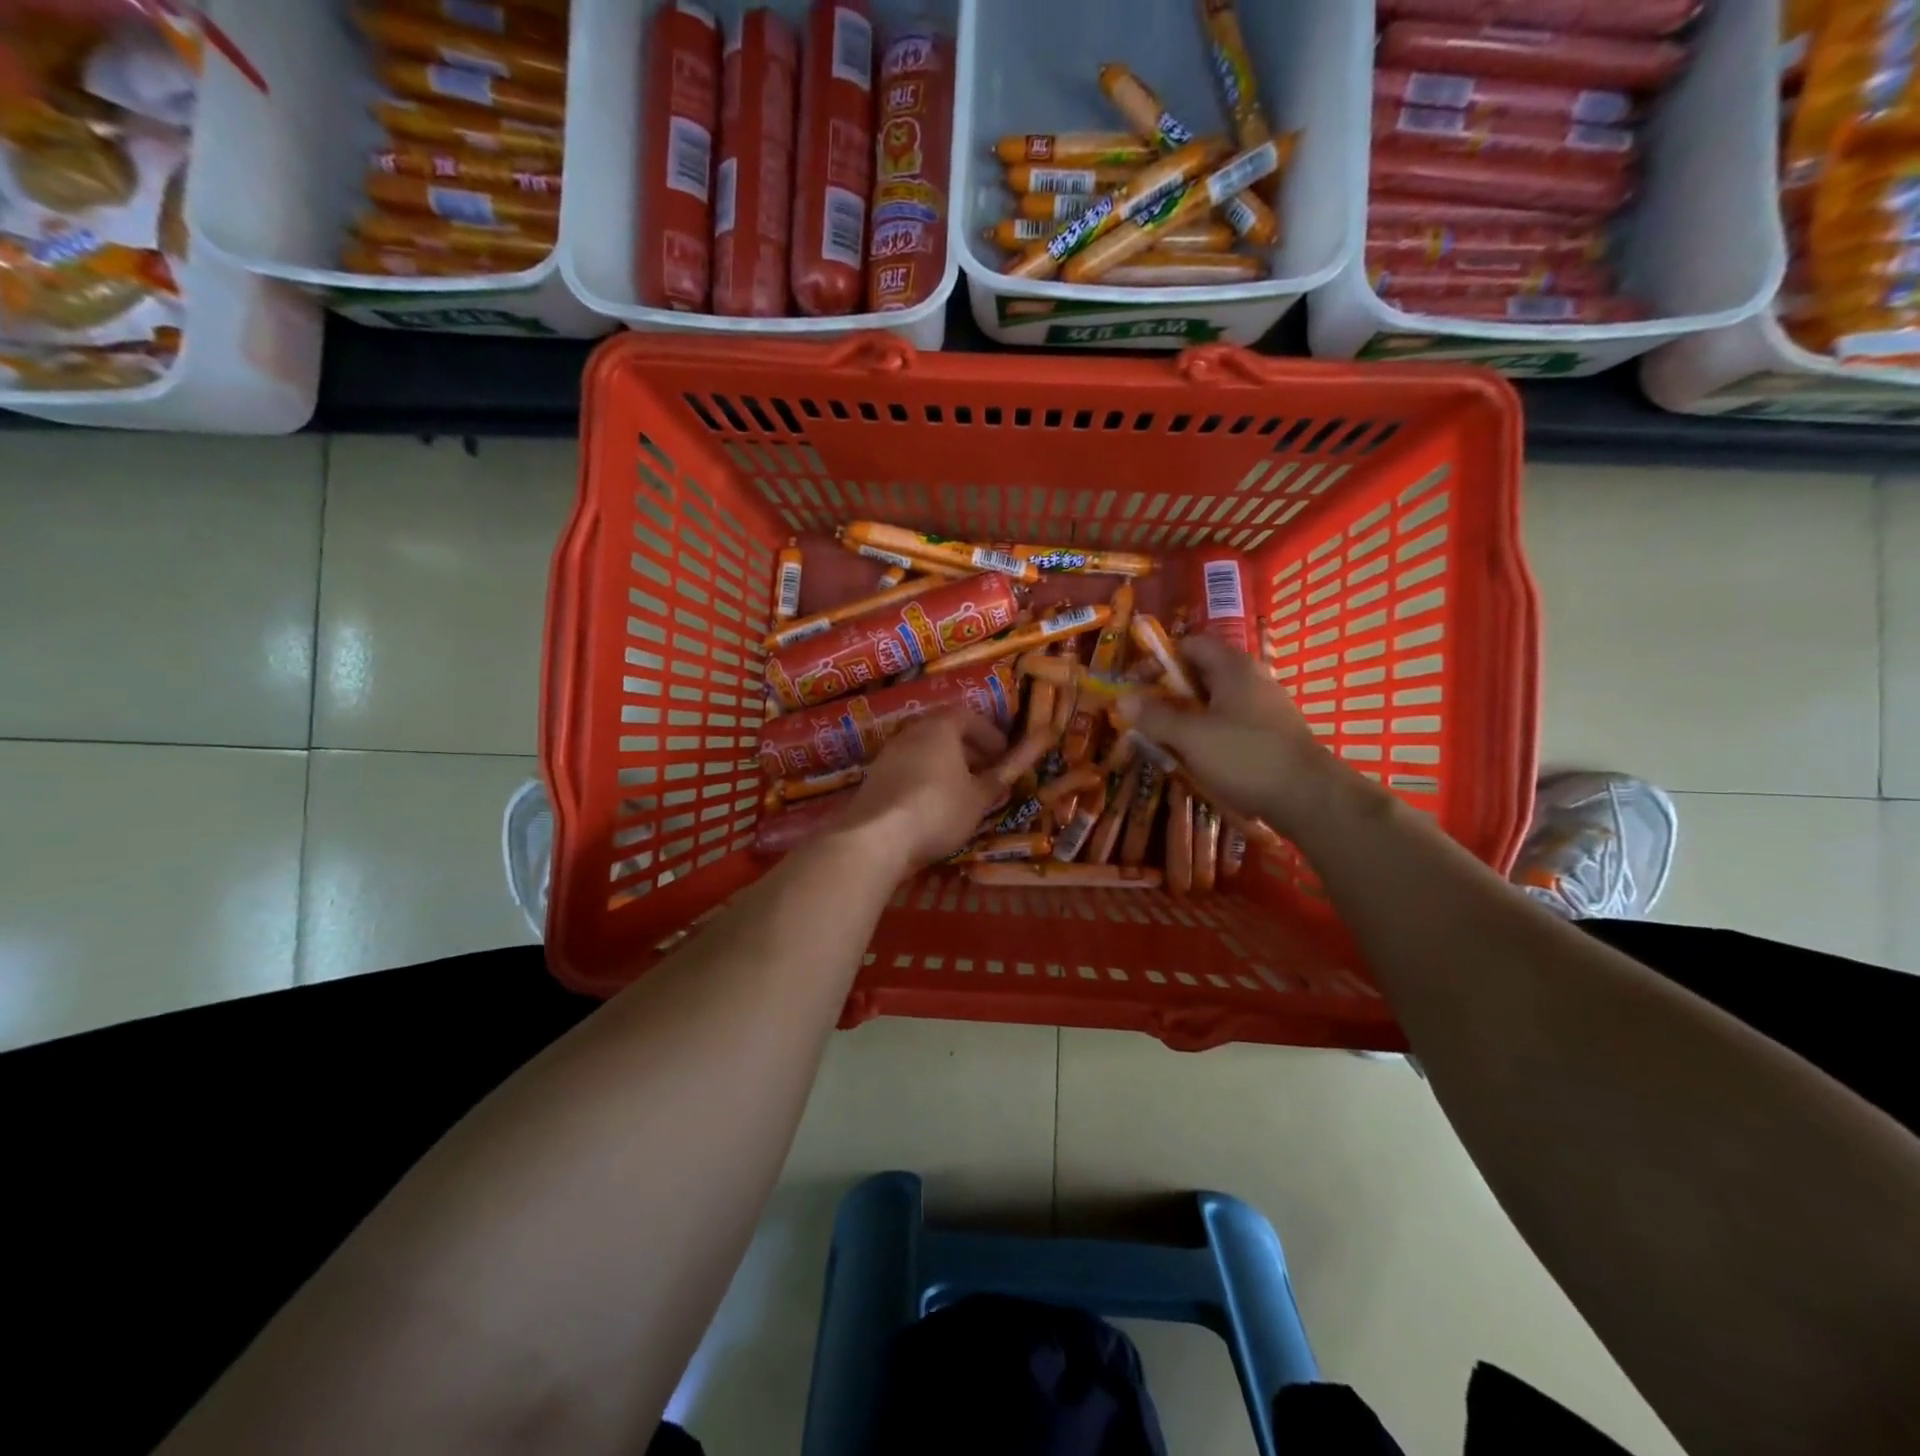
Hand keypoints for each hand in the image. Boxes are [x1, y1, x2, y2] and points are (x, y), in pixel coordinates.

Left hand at [831, 711, 1008, 870]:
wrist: (876, 836)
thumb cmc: (938, 809)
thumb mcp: (978, 798)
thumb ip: (999, 777)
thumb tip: (1020, 762)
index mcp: (940, 727)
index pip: (968, 716)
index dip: (989, 734)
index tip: (1003, 754)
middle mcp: (912, 732)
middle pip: (943, 730)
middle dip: (968, 748)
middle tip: (985, 770)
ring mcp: (888, 754)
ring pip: (923, 750)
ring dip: (945, 763)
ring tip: (961, 790)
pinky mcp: (874, 777)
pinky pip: (907, 768)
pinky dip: (925, 777)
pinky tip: (932, 803)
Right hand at [1119, 635, 1346, 834]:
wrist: (1309, 797)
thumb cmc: (1245, 757)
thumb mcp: (1190, 737)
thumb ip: (1154, 716)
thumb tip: (1121, 699)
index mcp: (1232, 667)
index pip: (1189, 644)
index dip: (1158, 661)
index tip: (1137, 687)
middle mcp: (1251, 677)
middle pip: (1200, 673)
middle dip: (1169, 694)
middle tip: (1146, 719)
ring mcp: (1265, 706)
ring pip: (1214, 701)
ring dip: (1187, 717)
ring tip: (1167, 742)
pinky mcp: (1272, 732)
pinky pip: (1231, 722)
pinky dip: (1209, 733)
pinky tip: (1199, 759)